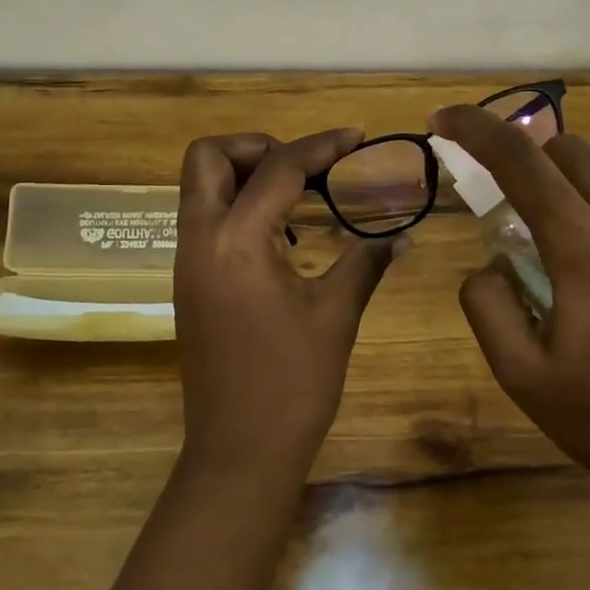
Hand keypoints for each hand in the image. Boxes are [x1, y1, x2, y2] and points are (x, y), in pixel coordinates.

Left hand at [173, 129, 404, 485]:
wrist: (238, 452)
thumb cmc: (292, 385)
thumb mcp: (336, 315)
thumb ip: (365, 261)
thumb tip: (402, 233)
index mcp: (237, 241)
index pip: (278, 167)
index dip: (322, 145)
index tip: (357, 137)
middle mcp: (200, 239)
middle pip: (208, 156)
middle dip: (257, 146)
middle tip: (305, 167)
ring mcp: (187, 260)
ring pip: (200, 186)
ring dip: (245, 174)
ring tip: (300, 197)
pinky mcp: (187, 281)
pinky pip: (205, 219)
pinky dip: (238, 207)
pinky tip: (282, 237)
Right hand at [429, 105, 589, 525]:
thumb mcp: (521, 376)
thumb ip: (486, 305)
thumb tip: (491, 263)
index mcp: (586, 251)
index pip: (521, 162)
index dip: (475, 129)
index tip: (443, 119)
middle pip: (571, 150)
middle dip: (528, 158)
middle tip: (510, 207)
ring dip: (570, 198)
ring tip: (565, 267)